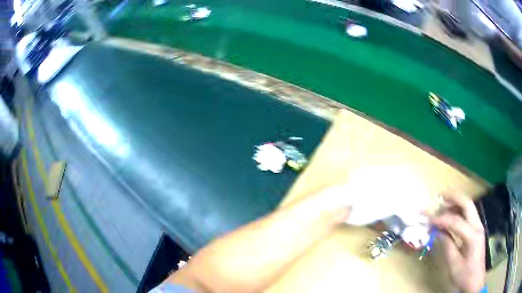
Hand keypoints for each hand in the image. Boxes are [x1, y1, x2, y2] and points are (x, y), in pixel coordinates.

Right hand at [431, 194, 485, 292]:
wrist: (475, 281)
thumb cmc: (465, 275)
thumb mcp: (454, 264)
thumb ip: (447, 246)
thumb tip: (437, 232)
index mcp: (473, 236)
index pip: (456, 221)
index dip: (441, 219)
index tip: (428, 220)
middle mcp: (478, 226)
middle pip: (467, 204)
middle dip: (454, 197)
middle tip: (440, 196)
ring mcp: (478, 226)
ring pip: (468, 207)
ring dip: (456, 203)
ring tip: (443, 206)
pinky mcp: (477, 230)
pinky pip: (468, 215)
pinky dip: (459, 211)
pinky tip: (451, 216)